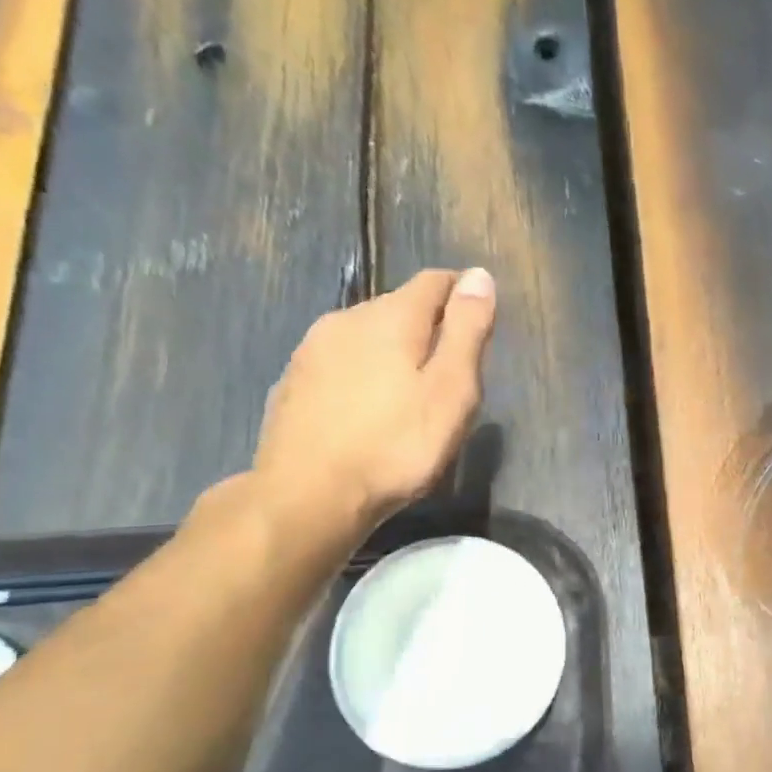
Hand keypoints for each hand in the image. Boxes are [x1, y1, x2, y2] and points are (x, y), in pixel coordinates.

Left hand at [246, 267, 496, 565]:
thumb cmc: (395, 446)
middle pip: (398, 307)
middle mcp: (346, 319)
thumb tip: (478, 275)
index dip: (461, 292)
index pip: (433, 281)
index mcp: (391, 317)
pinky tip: (367, 409)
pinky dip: (361, 373)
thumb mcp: (450, 391)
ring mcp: (311, 350)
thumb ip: (466, 331)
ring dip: (391, 351)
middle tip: (450, 369)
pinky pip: (339, 363)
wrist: (307, 496)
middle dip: (428, 326)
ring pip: (365, 335)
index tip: (479, 319)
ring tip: (409, 392)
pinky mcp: (292, 382)